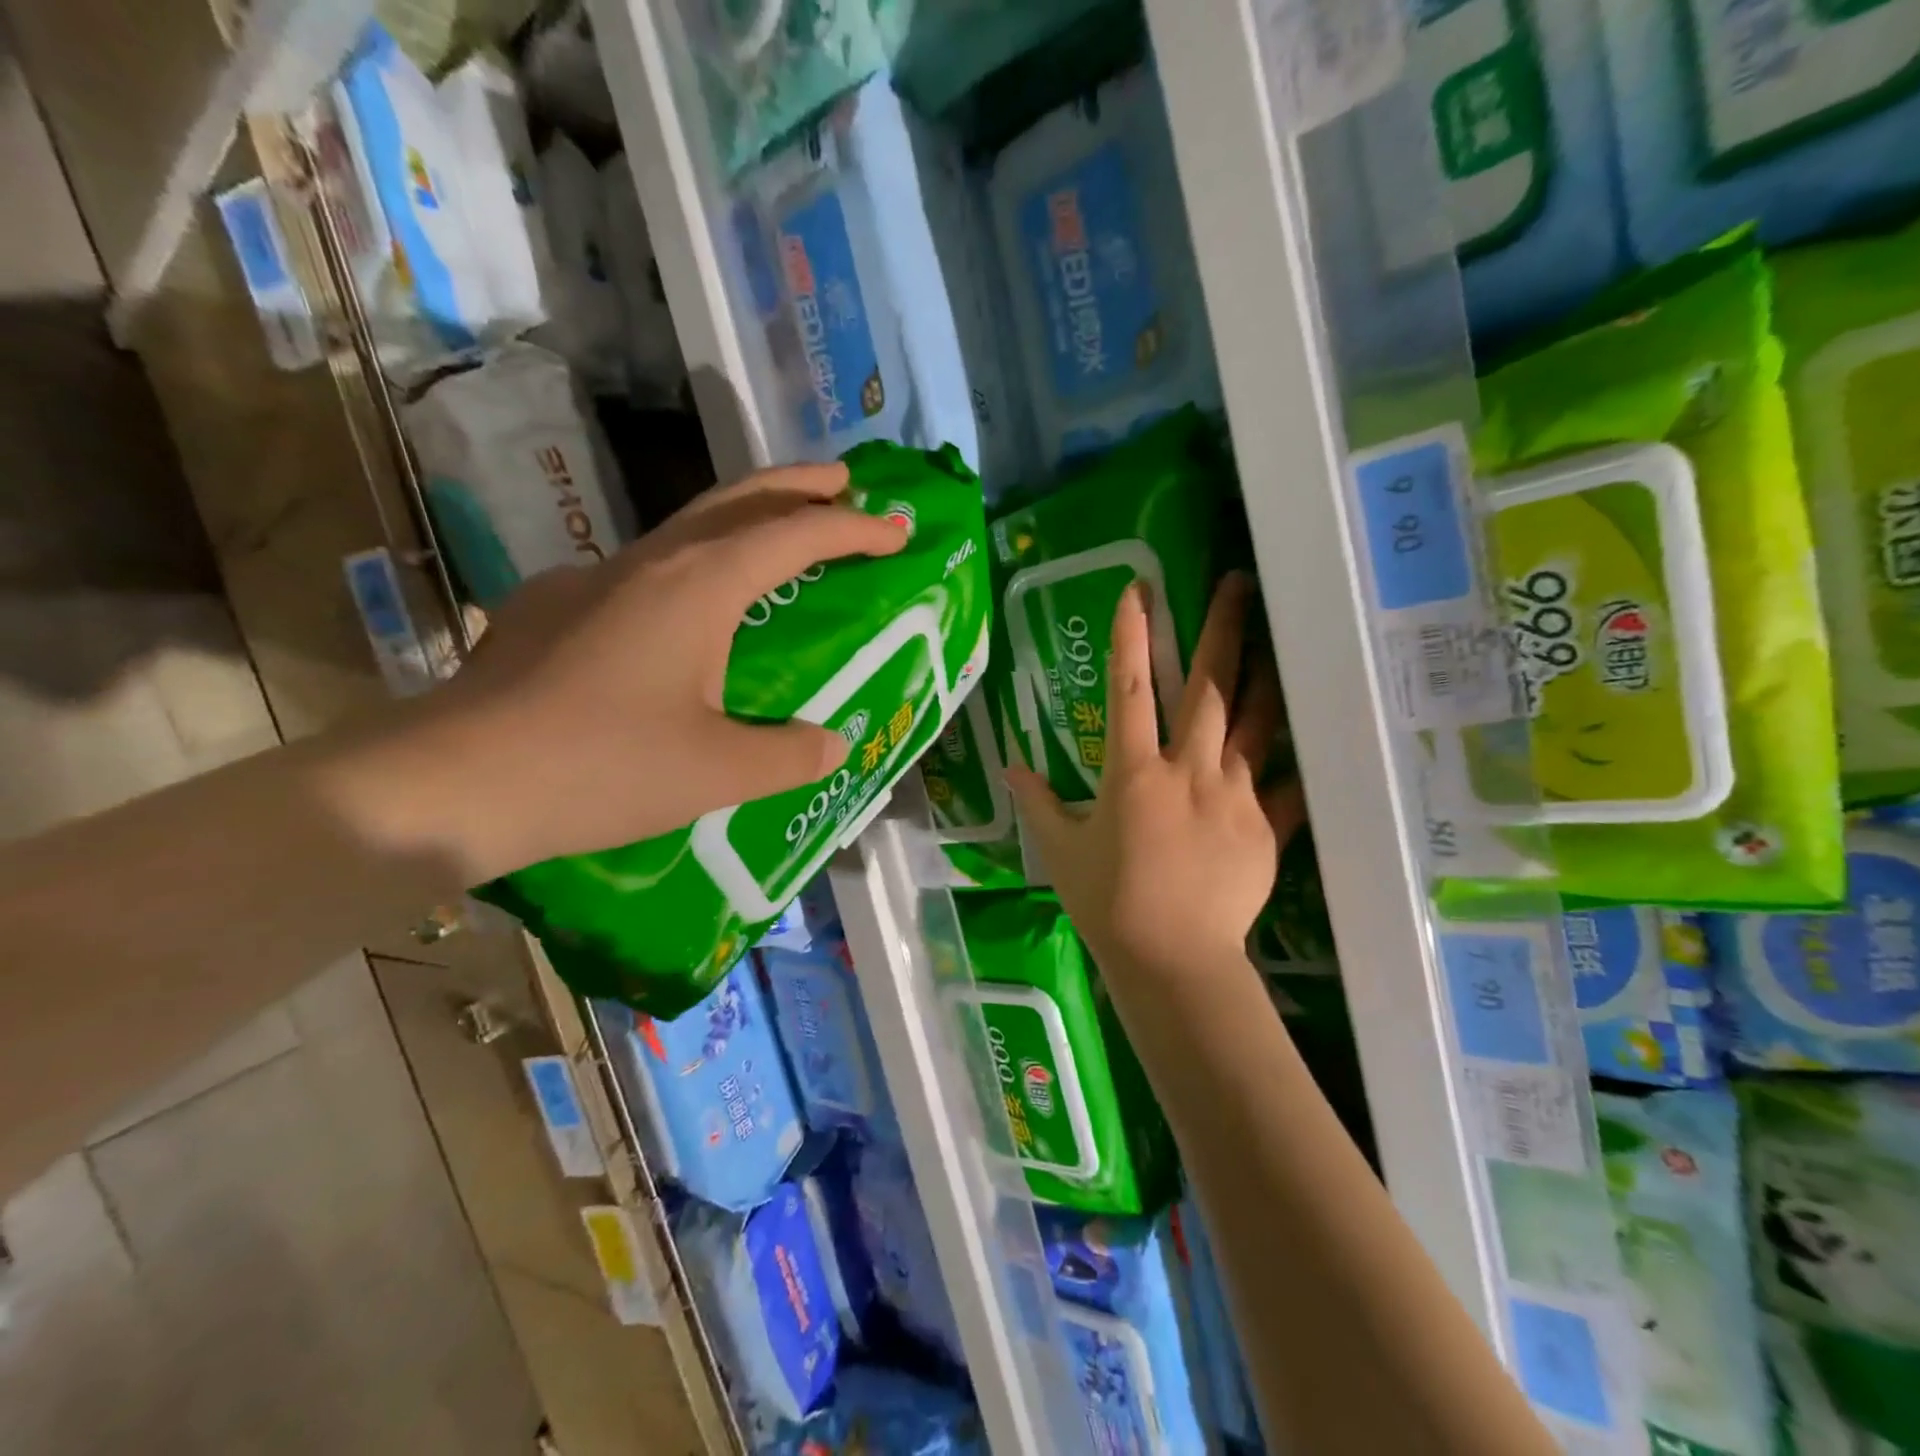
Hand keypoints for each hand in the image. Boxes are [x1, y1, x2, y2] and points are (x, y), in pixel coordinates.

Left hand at [385, 462, 905, 878]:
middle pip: (736, 500)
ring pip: (685, 529)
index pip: (794, 534)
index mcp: (699, 587)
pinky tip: (681, 617)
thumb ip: (789, 755)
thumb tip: (831, 744)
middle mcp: (648, 564)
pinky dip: (687, 570)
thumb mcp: (718, 772)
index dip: (853, 528)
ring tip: (776, 541)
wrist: (453, 781)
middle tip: (843, 485)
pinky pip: (640, 572)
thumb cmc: (601, 766)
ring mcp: (592, 579)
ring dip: (742, 522)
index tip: (896, 529)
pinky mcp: (552, 607)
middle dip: (797, 486)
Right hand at [1008, 574, 1306, 981]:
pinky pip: (1285, 782)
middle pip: (1208, 687)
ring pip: (1255, 721)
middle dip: (1222, 628)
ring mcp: (1234, 795)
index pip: (1130, 689)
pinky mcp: (1266, 825)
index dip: (1132, 636)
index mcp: (1133, 773)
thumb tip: (1009, 769)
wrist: (1174, 959)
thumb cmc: (1108, 903)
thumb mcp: (1060, 851)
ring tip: (1276, 633)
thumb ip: (1037, 803)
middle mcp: (1189, 770)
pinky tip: (1306, 730)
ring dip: (1263, 672)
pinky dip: (1291, 756)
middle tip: (1237, 581)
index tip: (1138, 590)